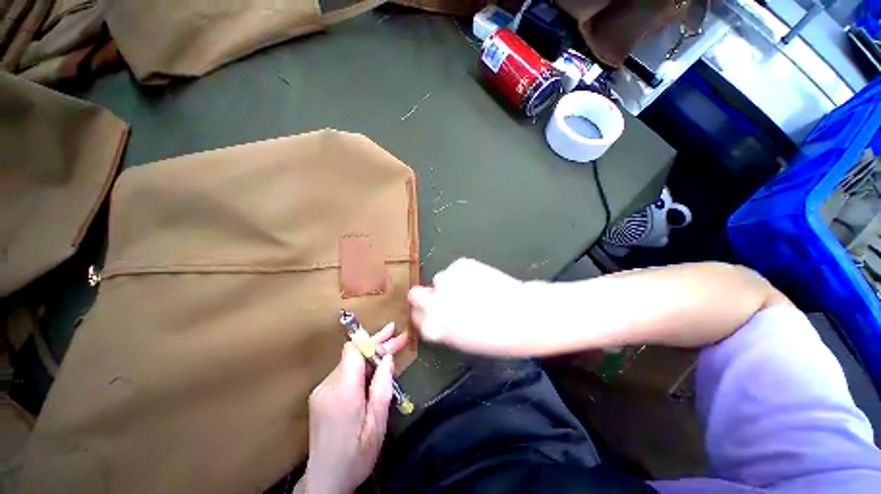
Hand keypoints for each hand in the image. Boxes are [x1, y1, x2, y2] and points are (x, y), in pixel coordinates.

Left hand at [300, 323, 407, 493]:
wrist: (324, 481)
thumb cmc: (356, 457)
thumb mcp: (376, 427)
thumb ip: (381, 390)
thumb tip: (387, 359)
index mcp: (343, 393)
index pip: (353, 351)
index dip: (373, 340)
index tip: (392, 333)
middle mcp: (328, 386)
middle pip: (352, 353)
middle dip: (377, 343)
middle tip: (397, 335)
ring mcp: (322, 390)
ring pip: (349, 361)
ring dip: (371, 355)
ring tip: (392, 348)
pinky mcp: (321, 395)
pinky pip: (345, 372)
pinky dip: (362, 366)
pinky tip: (376, 368)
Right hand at [409, 258, 542, 355]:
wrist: (523, 315)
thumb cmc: (496, 337)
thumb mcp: (462, 341)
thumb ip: (442, 326)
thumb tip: (435, 313)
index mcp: (433, 328)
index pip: (416, 316)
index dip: (424, 313)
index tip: (432, 311)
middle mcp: (433, 302)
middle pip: (415, 294)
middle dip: (426, 295)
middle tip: (444, 297)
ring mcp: (446, 280)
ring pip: (440, 279)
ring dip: (451, 284)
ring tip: (474, 289)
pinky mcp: (461, 264)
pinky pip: (457, 269)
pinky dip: (465, 273)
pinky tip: (482, 280)